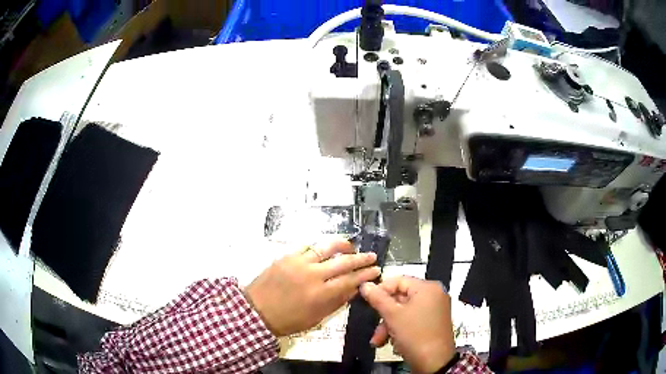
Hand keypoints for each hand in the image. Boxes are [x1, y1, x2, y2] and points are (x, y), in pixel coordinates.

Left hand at [245, 239, 379, 336]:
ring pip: (326, 248)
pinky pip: (307, 247)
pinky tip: (325, 250)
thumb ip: (336, 303)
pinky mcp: (287, 257)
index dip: (365, 275)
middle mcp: (313, 275)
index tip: (376, 270)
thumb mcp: (316, 318)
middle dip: (361, 259)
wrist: (257, 311)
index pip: (350, 280)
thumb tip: (354, 289)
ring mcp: (299, 263)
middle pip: (343, 263)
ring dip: (342, 246)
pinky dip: (319, 248)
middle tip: (371, 256)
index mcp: (321, 294)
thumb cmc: (288, 320)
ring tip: (351, 246)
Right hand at [360, 276, 454, 373]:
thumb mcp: (392, 316)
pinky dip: (401, 330)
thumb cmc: (415, 335)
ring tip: (380, 342)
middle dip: (384, 316)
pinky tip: (395, 343)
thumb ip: (377, 298)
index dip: (380, 290)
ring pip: (404, 312)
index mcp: (427, 288)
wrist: (435, 362)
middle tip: (375, 330)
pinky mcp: (434, 323)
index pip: (398, 280)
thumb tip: (365, 284)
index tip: (367, 303)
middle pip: (401, 299)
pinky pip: (413, 320)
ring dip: (389, 326)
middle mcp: (434, 295)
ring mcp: (435, 310)